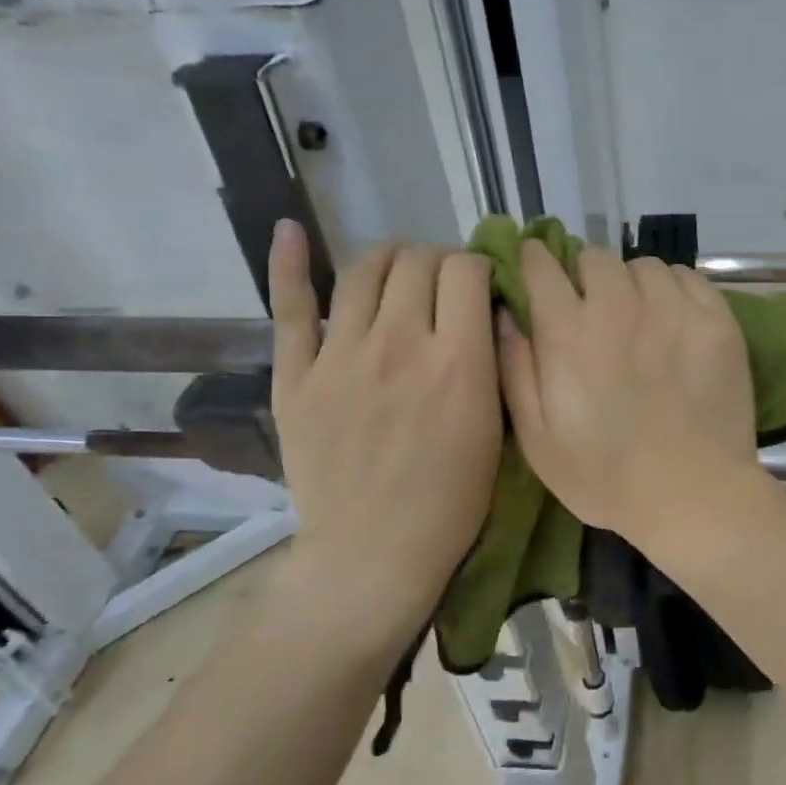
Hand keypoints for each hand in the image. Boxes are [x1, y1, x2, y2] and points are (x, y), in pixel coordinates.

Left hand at [267, 222, 501, 651]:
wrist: (374, 554)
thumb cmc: (451, 503)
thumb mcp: (496, 432)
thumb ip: (494, 365)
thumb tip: (487, 314)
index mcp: (457, 361)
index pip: (467, 270)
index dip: (479, 267)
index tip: (481, 288)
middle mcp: (400, 343)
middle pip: (419, 260)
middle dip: (439, 262)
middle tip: (444, 289)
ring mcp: (341, 355)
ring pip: (366, 269)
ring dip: (391, 259)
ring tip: (399, 274)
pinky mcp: (295, 375)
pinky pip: (291, 307)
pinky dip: (289, 262)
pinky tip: (290, 230)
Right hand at [497, 241, 761, 545]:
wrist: (694, 496)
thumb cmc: (606, 477)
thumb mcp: (538, 440)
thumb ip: (515, 369)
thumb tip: (507, 313)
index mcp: (568, 332)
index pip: (541, 266)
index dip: (534, 261)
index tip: (537, 270)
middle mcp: (618, 307)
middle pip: (595, 258)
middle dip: (585, 276)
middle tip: (592, 308)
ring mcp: (672, 309)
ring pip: (642, 265)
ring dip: (631, 283)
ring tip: (638, 315)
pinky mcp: (715, 319)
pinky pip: (687, 276)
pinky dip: (673, 288)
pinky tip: (673, 318)